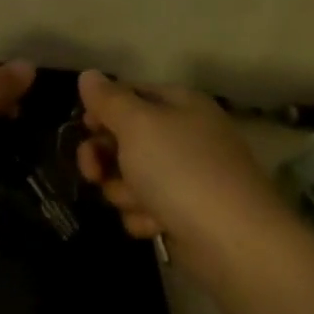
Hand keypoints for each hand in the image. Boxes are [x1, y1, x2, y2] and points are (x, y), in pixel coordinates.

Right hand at [74, 71, 284, 259]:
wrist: (230, 238)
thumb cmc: (180, 170)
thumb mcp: (138, 125)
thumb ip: (109, 100)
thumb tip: (88, 75)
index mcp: (180, 105)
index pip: (130, 94)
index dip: (102, 110)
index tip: (83, 128)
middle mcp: (184, 136)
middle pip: (124, 139)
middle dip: (104, 159)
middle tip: (94, 173)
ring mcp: (184, 176)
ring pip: (128, 178)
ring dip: (124, 192)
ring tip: (141, 203)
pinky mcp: (182, 212)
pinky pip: (144, 208)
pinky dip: (143, 217)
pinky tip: (156, 224)